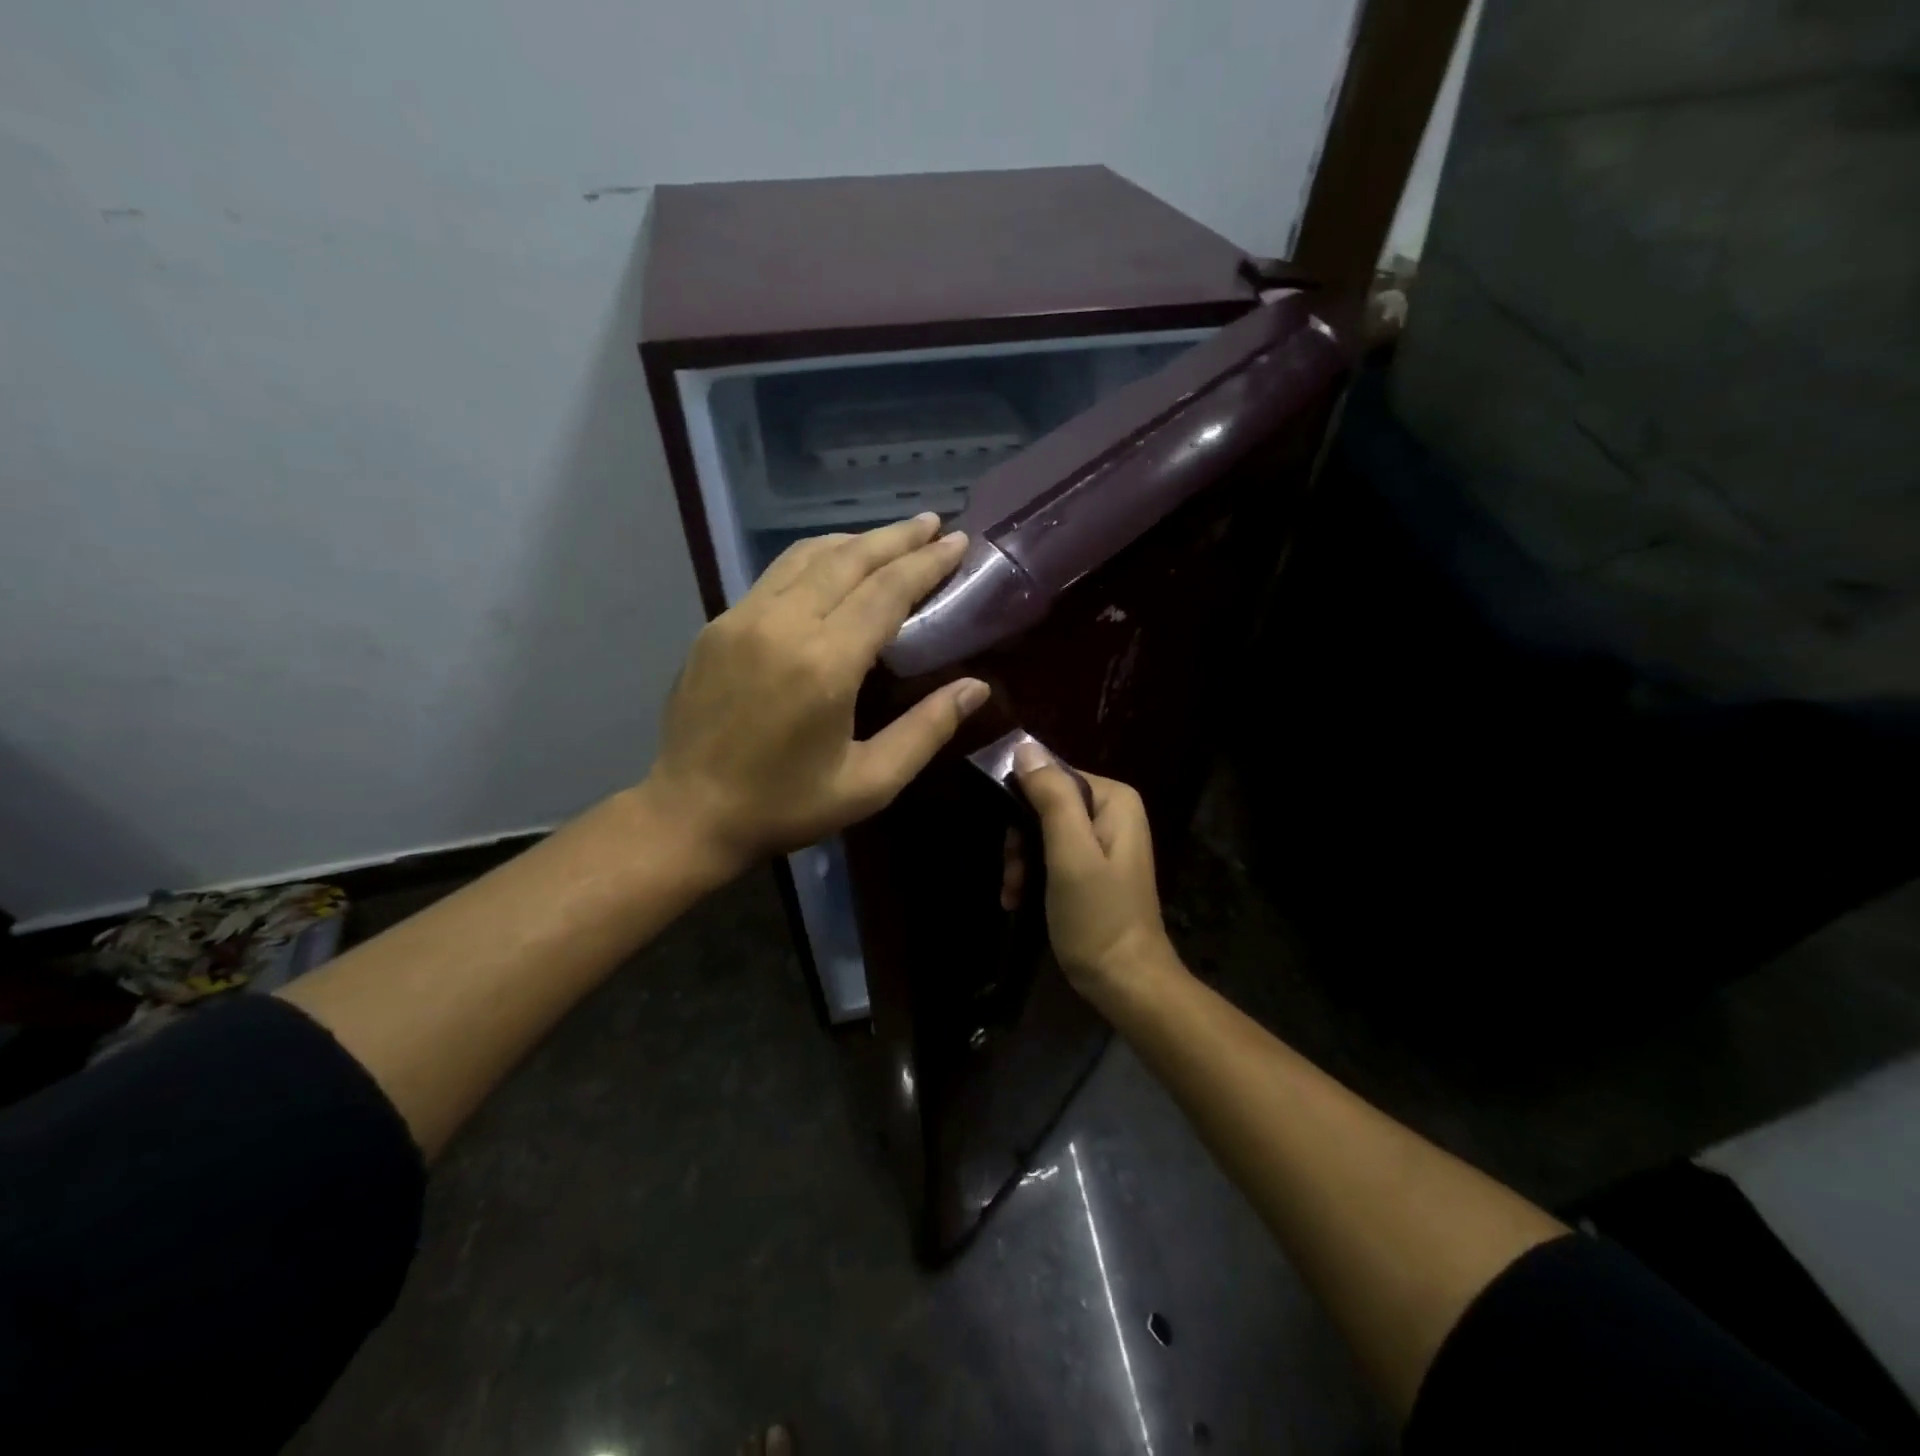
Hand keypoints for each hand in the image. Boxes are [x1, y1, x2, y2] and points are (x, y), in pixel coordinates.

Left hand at [648, 514, 989, 871]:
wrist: (689, 814)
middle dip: (897, 538)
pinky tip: (834, 565)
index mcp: (825, 664)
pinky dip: (816, 559)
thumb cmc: (786, 806)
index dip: (926, 563)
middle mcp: (782, 625)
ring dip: (856, 541)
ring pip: (808, 556)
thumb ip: (927, 730)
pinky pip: (776, 575)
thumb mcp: (870, 783)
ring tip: (893, 538)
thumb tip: (976, 687)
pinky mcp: (718, 625)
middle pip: (849, 560)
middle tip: (935, 524)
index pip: (886, 591)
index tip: (958, 542)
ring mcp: (742, 618)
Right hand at [1013, 745, 1177, 997]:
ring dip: (1021, 861)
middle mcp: (1111, 811)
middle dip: (1020, 840)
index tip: (1008, 843)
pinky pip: (1051, 854)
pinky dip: (1032, 875)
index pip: (1051, 776)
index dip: (1021, 803)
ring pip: (1042, 831)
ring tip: (1013, 893)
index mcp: (1114, 799)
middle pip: (1044, 804)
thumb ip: (1051, 798)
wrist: (1125, 982)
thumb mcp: (1070, 854)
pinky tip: (1018, 900)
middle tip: (1013, 875)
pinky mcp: (1092, 866)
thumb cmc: (1097, 917)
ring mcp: (1103, 840)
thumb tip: (1024, 748)